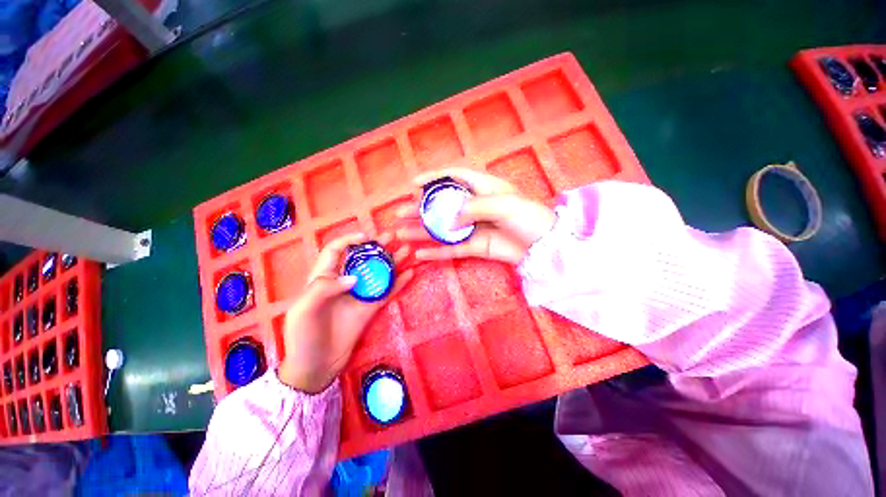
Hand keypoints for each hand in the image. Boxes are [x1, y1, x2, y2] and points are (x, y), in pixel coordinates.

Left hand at [278, 232, 413, 392]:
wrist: (315, 367)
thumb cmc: (302, 337)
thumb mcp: (303, 310)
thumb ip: (323, 289)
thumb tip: (354, 277)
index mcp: (323, 278)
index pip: (335, 251)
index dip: (349, 241)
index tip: (366, 238)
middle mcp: (344, 282)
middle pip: (362, 259)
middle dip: (377, 247)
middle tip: (393, 237)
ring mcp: (360, 295)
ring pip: (378, 273)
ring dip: (392, 261)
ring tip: (406, 250)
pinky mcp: (371, 308)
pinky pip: (387, 292)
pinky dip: (399, 283)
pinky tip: (410, 274)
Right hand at [396, 168, 555, 264]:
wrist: (543, 246)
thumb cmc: (527, 216)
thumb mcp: (503, 204)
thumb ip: (473, 208)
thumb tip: (449, 220)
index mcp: (482, 188)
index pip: (454, 177)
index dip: (433, 178)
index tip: (413, 183)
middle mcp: (473, 207)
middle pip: (441, 206)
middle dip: (420, 209)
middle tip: (400, 213)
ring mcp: (472, 228)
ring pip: (442, 229)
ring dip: (422, 231)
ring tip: (401, 233)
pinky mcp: (474, 247)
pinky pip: (452, 249)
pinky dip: (436, 252)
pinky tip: (420, 253)